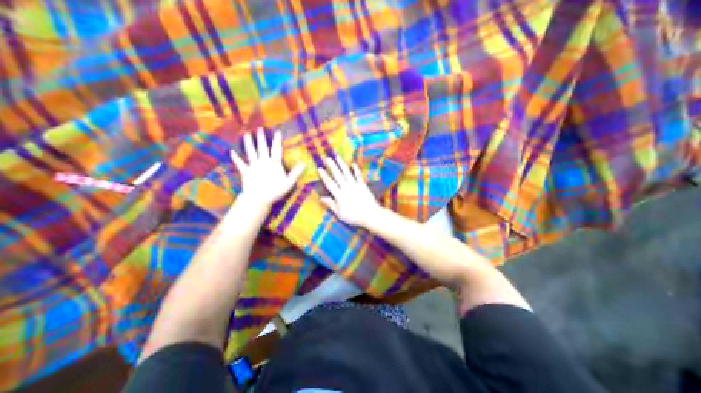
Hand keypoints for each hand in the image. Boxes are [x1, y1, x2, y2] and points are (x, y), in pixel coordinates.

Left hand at [232, 127, 305, 207]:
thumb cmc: (275, 191)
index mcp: (274, 164)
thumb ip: (295, 173)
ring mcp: (253, 166)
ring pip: (251, 152)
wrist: (259, 198)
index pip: (277, 150)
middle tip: (259, 129)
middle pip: (262, 148)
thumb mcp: (289, 183)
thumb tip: (304, 164)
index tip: (277, 132)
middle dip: (261, 138)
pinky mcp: (245, 172)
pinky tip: (231, 152)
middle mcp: (263, 162)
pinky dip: (236, 158)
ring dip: (248, 143)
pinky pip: (240, 164)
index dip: (277, 141)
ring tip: (246, 134)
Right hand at [318, 156, 382, 226]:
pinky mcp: (363, 185)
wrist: (370, 215)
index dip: (324, 176)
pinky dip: (355, 169)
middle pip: (338, 175)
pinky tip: (353, 164)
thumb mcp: (340, 214)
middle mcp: (346, 188)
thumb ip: (331, 204)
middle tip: (327, 158)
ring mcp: (355, 185)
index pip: (330, 183)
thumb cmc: (354, 216)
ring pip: (347, 172)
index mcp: (339, 195)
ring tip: (337, 156)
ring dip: (342, 164)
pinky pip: (358, 175)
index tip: (320, 168)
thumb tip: (321, 198)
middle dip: (332, 166)